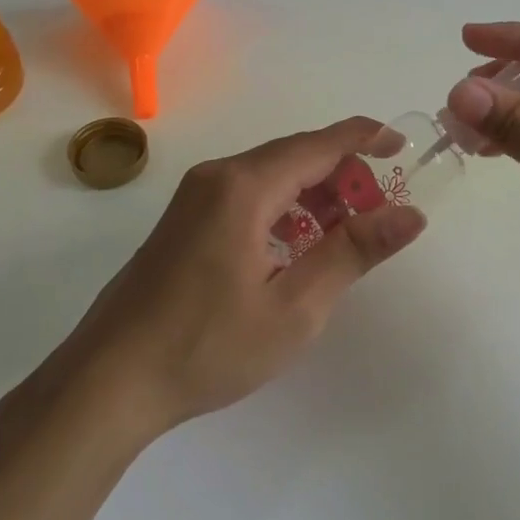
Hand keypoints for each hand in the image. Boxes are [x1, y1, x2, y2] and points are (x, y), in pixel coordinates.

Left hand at [43, 118, 426, 436]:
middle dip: (342, 176)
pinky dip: (283, 208)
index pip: (319, 144)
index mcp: (244, 187)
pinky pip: (247, 195)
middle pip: (295, 156)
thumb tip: (410, 215)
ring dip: (313, 195)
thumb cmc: (208, 346)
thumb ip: (353, 252)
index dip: (364, 139)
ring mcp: (194, 196)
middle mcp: (218, 176)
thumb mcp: (295, 306)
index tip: (402, 146)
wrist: (109, 380)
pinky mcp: (184, 220)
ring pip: (270, 176)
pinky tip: (295, 249)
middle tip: (378, 215)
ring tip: (343, 236)